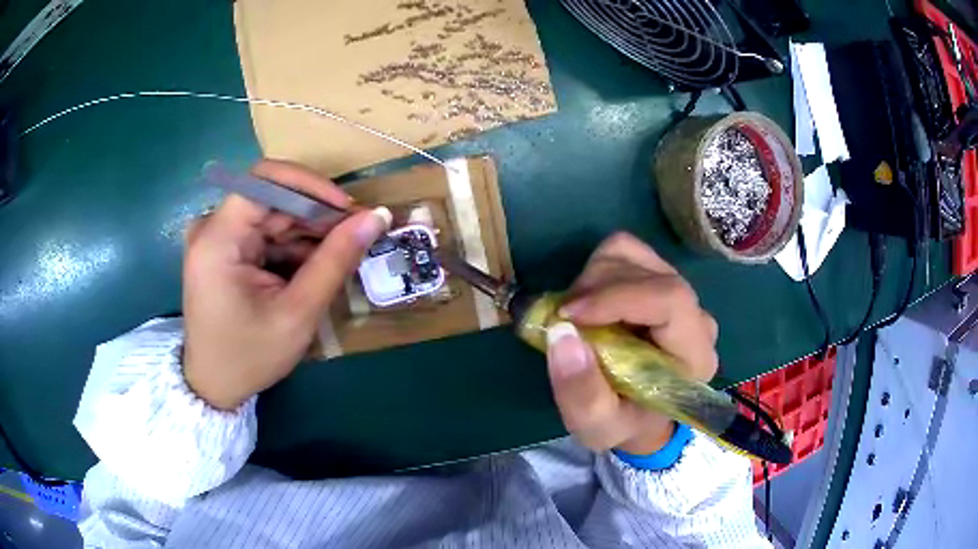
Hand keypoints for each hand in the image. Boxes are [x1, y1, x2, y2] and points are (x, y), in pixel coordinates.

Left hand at [182, 159, 390, 409]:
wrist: (214, 385)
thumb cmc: (250, 356)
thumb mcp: (297, 313)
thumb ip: (335, 261)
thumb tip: (377, 217)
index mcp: (217, 239)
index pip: (265, 179)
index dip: (310, 185)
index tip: (347, 209)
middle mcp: (211, 227)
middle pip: (271, 198)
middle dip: (315, 215)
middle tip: (354, 237)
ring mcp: (215, 237)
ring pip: (272, 215)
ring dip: (307, 233)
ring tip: (338, 257)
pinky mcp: (222, 249)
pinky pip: (264, 233)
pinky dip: (292, 246)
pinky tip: (313, 267)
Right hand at [546, 233, 718, 454]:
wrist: (640, 417)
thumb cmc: (623, 424)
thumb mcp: (597, 427)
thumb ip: (581, 392)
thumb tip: (561, 332)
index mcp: (694, 355)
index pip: (670, 299)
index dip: (617, 297)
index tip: (568, 315)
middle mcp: (695, 317)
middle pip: (649, 273)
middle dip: (596, 289)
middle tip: (562, 319)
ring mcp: (679, 293)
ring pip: (633, 255)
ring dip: (593, 279)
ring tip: (575, 315)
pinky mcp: (659, 281)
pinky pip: (626, 253)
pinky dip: (597, 270)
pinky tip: (589, 303)